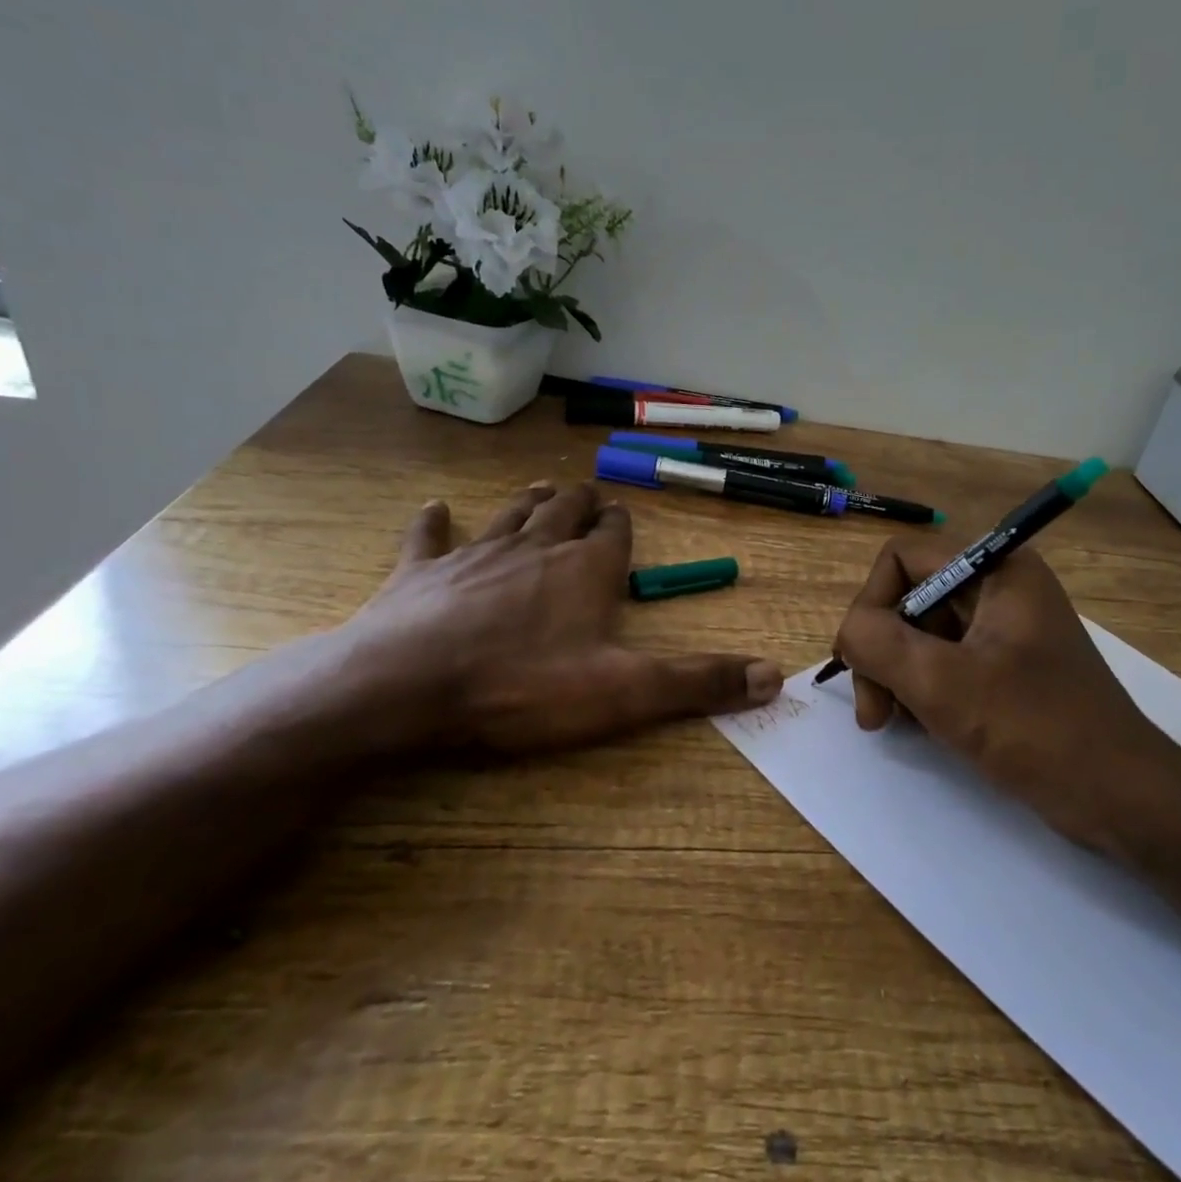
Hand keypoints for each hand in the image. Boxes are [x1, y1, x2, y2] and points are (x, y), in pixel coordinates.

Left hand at [318, 482, 782, 756]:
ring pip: (508, 514)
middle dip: (579, 503)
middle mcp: (534, 548)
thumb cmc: (522, 688)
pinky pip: (428, 538)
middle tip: (587, 495)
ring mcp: (473, 555)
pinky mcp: (419, 573)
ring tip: (540, 488)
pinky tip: (435, 510)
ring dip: (527, 501)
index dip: (621, 526)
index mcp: (585, 571)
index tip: (623, 519)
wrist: (405, 688)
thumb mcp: (623, 693)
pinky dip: (434, 523)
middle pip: (563, 512)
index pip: (614, 534)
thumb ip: (697, 682)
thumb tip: (775, 676)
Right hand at [831, 535, 1180, 856]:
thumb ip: (878, 644)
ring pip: (921, 635)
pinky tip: (921, 729)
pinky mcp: (1005, 668)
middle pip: (909, 599)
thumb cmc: (1037, 730)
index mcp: (996, 570)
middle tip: (874, 714)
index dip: (870, 604)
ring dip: (896, 677)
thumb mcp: (944, 684)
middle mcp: (999, 588)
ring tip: (893, 726)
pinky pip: (944, 663)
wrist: (1122, 798)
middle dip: (881, 653)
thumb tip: (849, 631)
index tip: (861, 663)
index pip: (901, 559)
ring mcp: (1003, 631)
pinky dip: (922, 692)